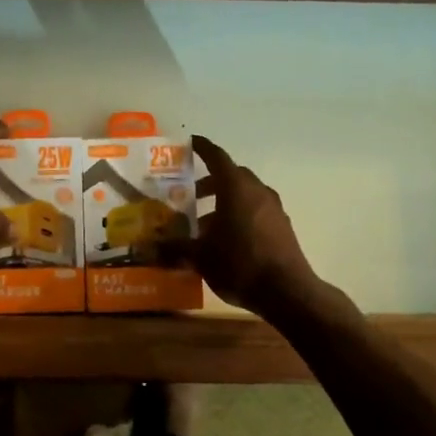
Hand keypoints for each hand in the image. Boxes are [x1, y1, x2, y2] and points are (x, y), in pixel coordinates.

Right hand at [189, 135, 321, 315]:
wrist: (287, 292)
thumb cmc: (239, 264)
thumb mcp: (200, 257)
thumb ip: (174, 249)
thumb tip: (148, 249)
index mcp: (235, 188)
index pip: (217, 157)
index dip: (203, 148)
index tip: (191, 143)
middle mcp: (257, 191)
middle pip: (232, 176)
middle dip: (211, 181)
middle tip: (191, 193)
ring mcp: (274, 209)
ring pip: (246, 195)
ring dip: (225, 201)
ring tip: (205, 223)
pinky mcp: (283, 227)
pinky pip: (257, 211)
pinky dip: (240, 215)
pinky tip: (227, 239)